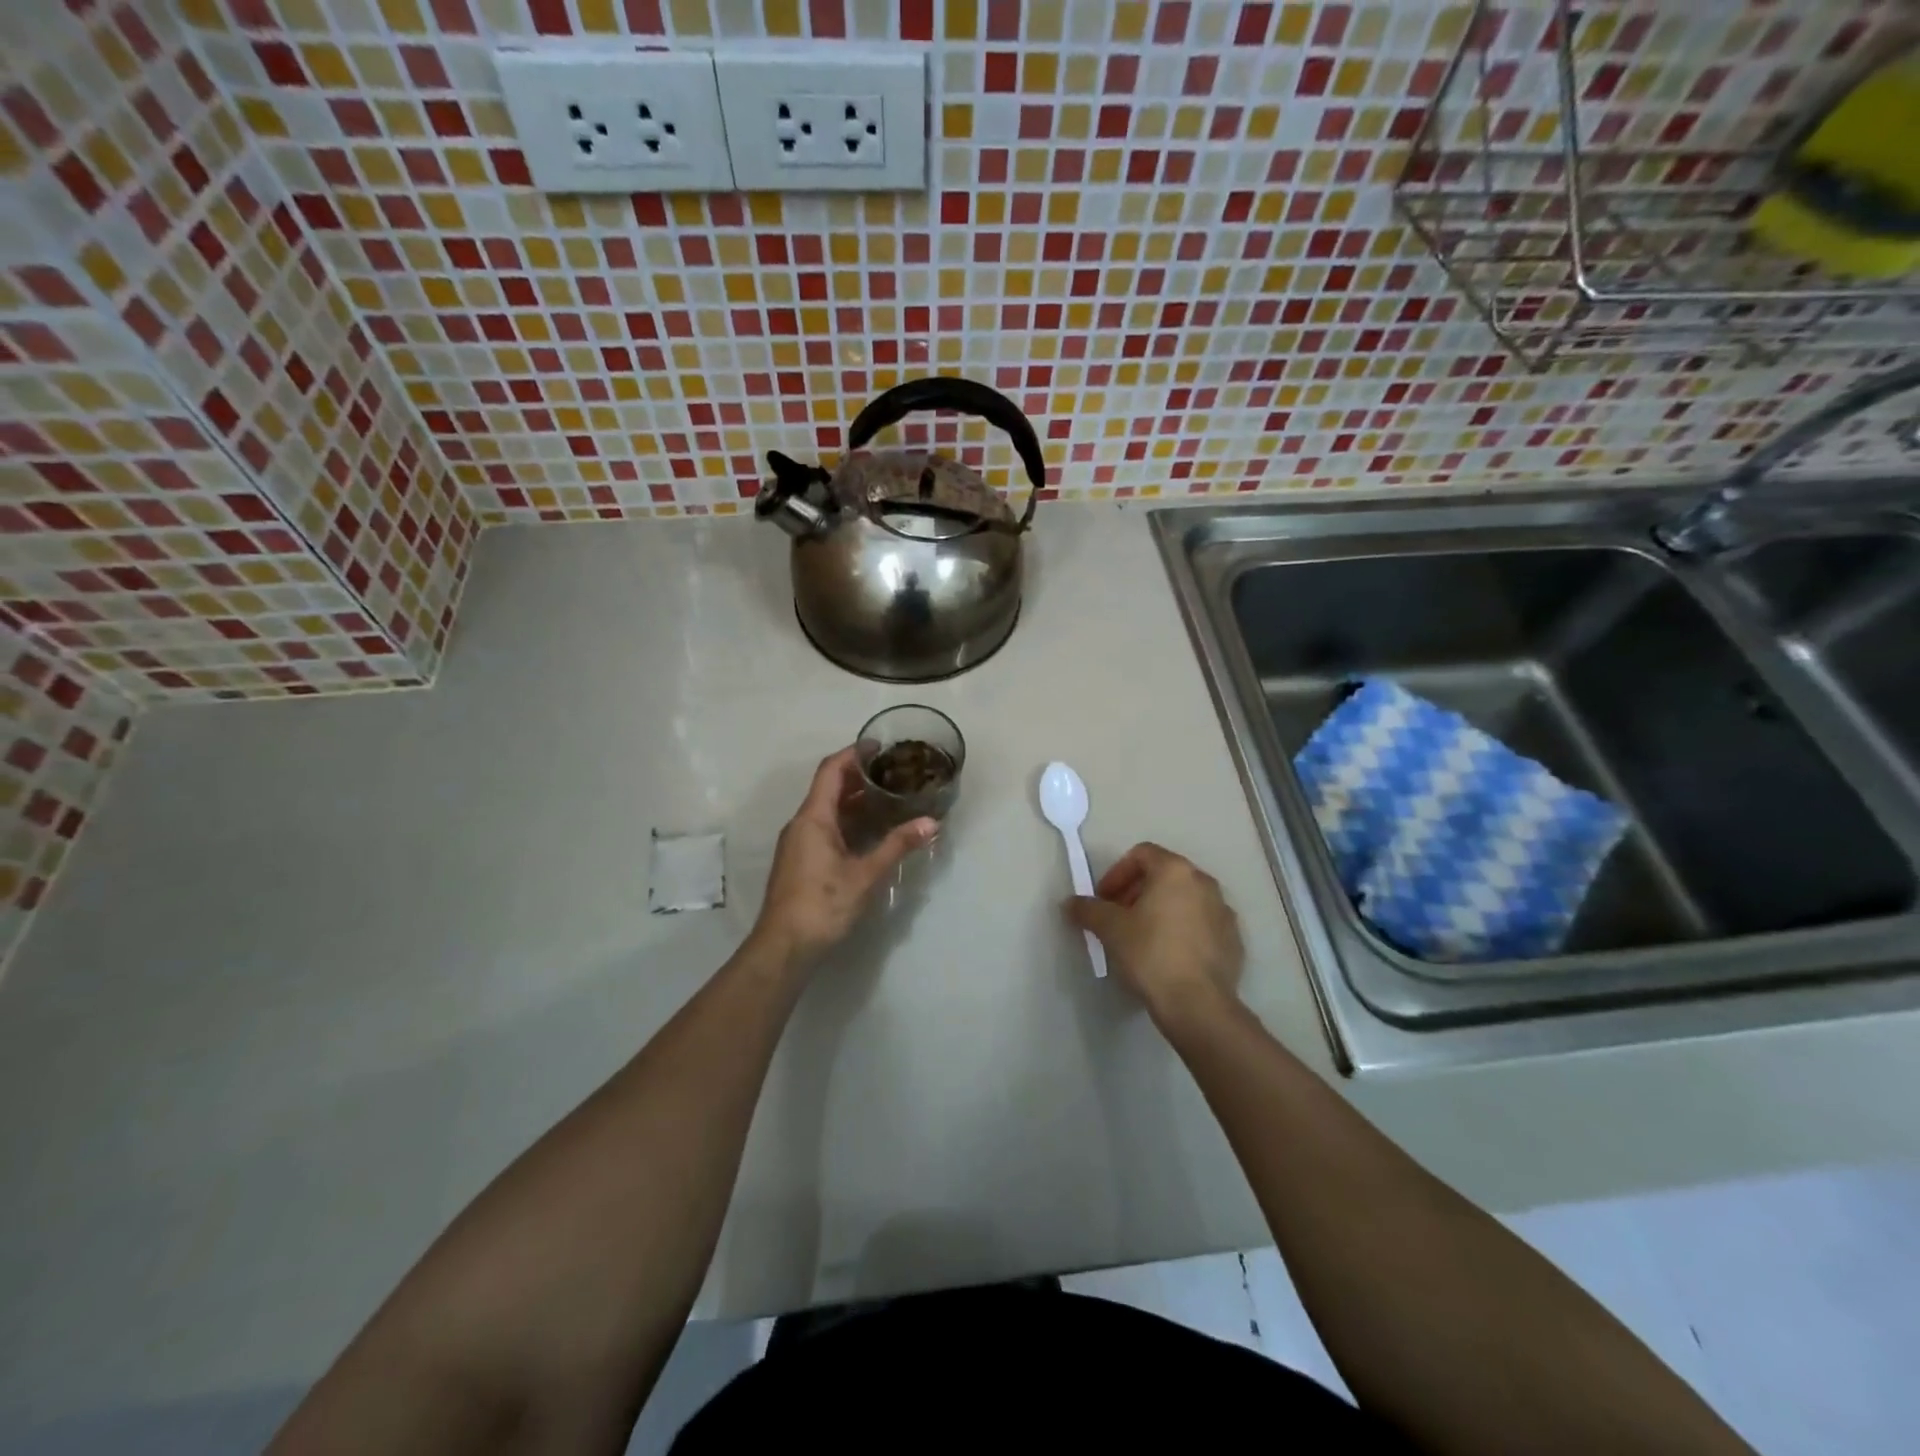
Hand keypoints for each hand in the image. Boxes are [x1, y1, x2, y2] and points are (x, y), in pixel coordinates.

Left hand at [752, 747, 936, 966]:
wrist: (784, 947)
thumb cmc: (823, 905)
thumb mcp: (865, 875)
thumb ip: (897, 845)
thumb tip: (931, 823)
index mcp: (813, 817)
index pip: (831, 770)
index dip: (854, 753)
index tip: (879, 745)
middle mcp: (801, 823)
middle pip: (828, 787)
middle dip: (859, 776)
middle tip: (892, 772)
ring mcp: (798, 843)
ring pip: (827, 809)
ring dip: (854, 800)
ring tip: (888, 797)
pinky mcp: (800, 860)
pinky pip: (824, 827)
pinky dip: (847, 820)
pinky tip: (870, 831)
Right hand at [1065, 842, 1242, 1027]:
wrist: (1198, 1004)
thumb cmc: (1150, 954)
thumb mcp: (1110, 929)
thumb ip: (1088, 909)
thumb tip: (1071, 903)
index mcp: (1175, 871)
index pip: (1141, 854)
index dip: (1116, 874)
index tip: (1103, 900)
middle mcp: (1204, 883)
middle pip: (1164, 875)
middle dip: (1136, 892)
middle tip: (1118, 918)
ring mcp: (1224, 911)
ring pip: (1184, 899)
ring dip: (1160, 911)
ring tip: (1142, 939)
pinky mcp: (1233, 940)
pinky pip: (1201, 924)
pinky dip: (1182, 930)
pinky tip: (1168, 957)